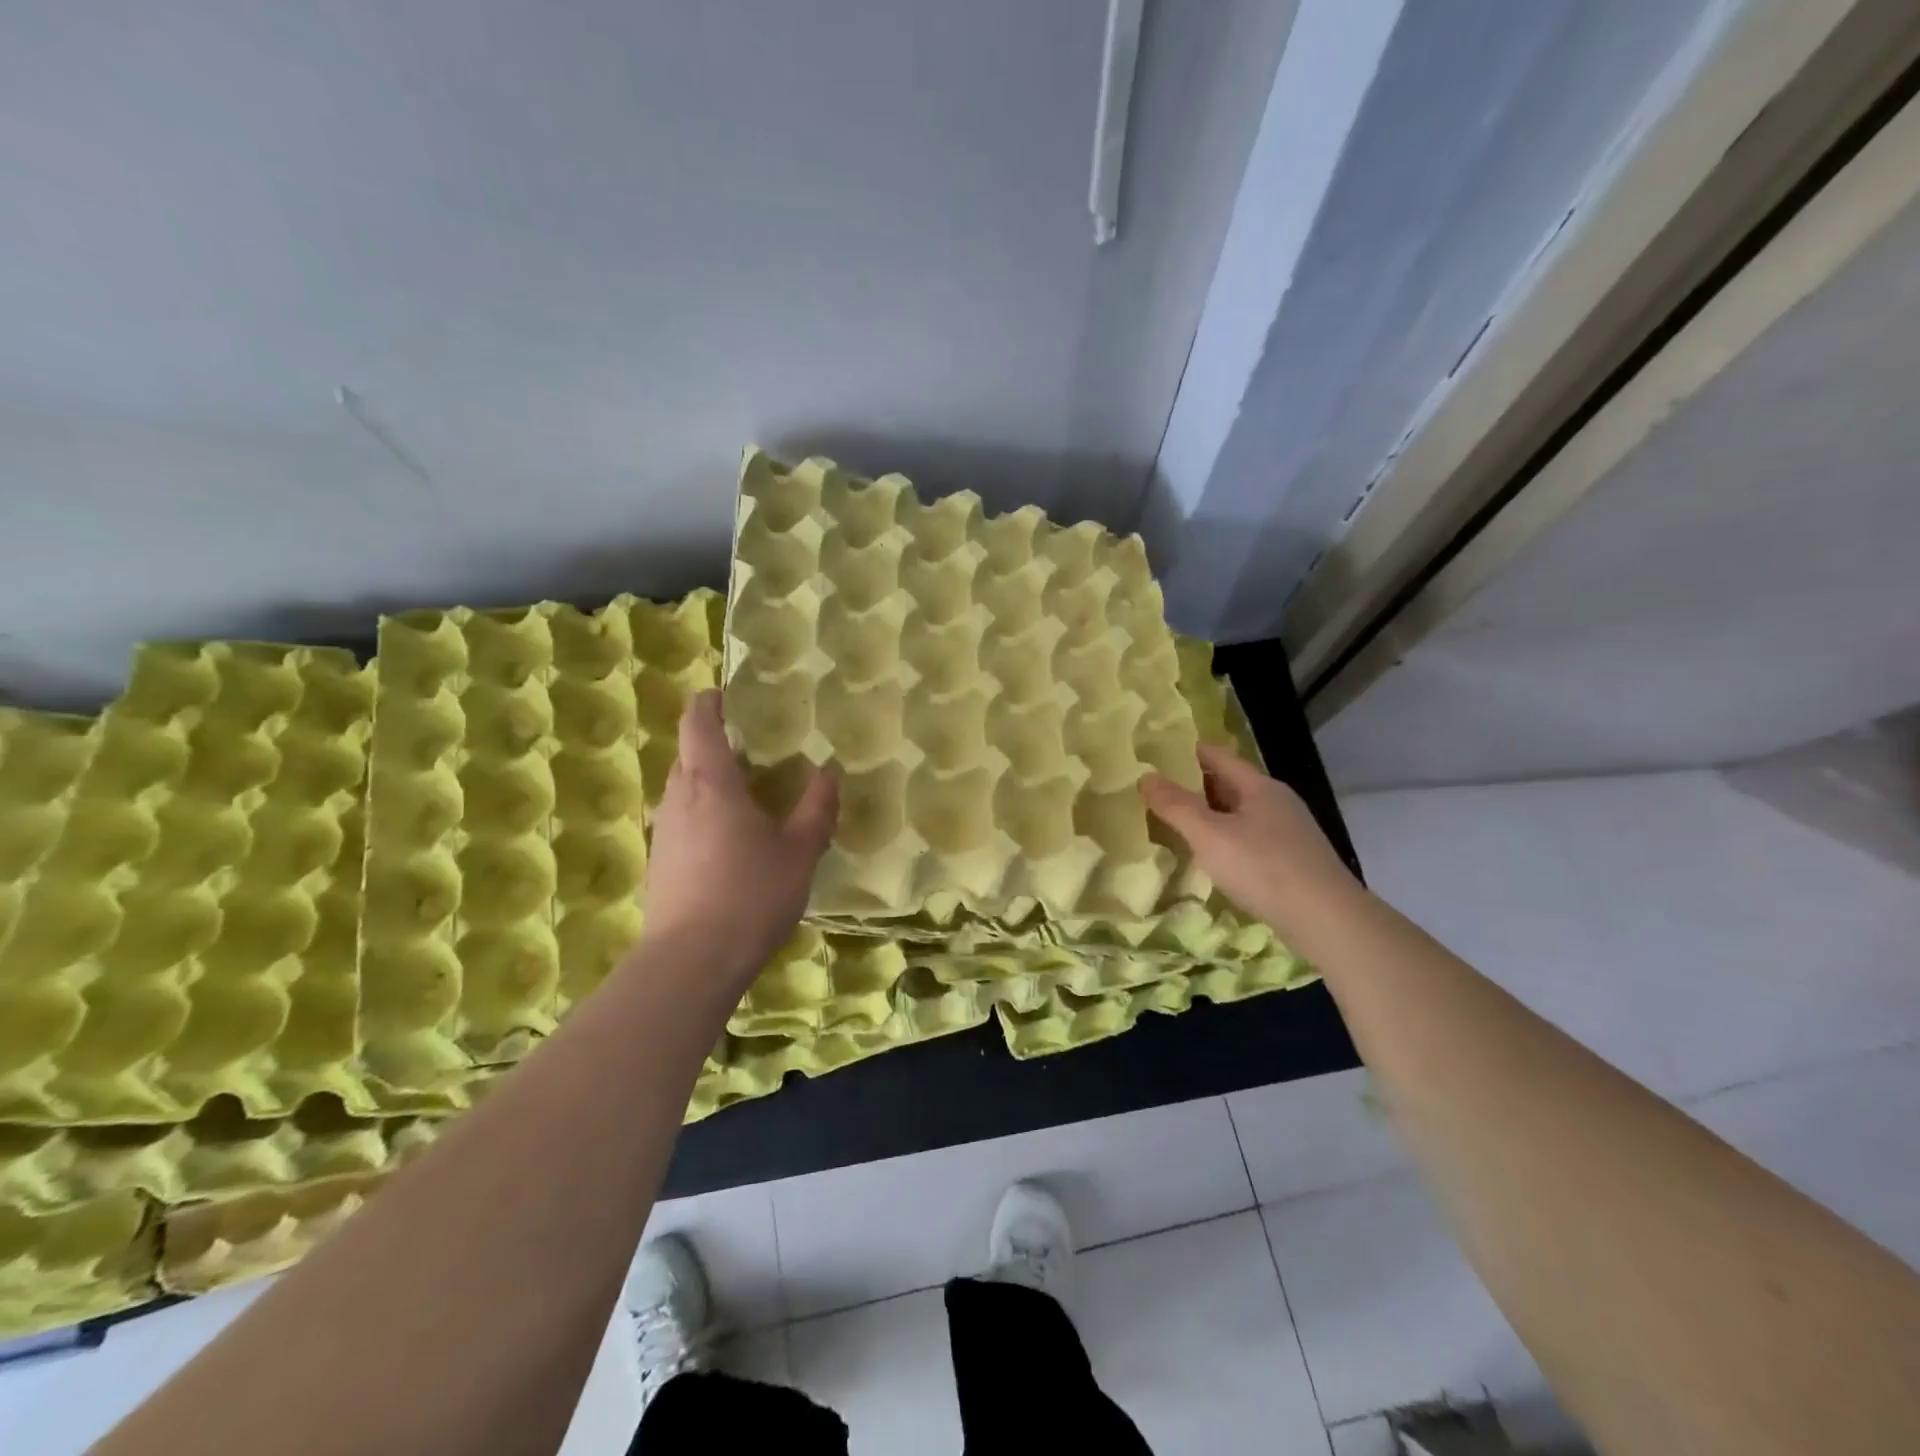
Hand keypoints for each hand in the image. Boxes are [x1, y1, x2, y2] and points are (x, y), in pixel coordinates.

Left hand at [640, 690, 837, 991]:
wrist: (692, 960)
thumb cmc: (751, 894)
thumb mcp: (800, 851)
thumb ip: (816, 808)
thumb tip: (827, 773)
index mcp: (710, 783)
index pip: (698, 724)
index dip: (707, 703)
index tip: (722, 694)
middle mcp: (678, 799)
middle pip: (687, 755)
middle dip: (711, 743)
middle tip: (749, 748)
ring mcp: (664, 832)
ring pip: (681, 790)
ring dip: (706, 781)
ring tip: (742, 793)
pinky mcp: (659, 863)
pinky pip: (680, 821)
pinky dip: (701, 813)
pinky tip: (726, 841)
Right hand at [1141, 745, 1358, 936]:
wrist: (1326, 920)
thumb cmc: (1263, 868)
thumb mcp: (1209, 835)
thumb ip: (1175, 805)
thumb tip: (1145, 776)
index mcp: (1258, 786)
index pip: (1218, 756)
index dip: (1188, 752)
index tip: (1158, 754)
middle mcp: (1276, 802)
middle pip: (1230, 783)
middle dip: (1196, 785)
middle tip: (1158, 791)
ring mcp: (1288, 832)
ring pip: (1240, 813)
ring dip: (1211, 815)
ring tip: (1177, 823)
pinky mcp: (1292, 860)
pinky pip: (1250, 837)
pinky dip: (1227, 838)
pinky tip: (1213, 856)